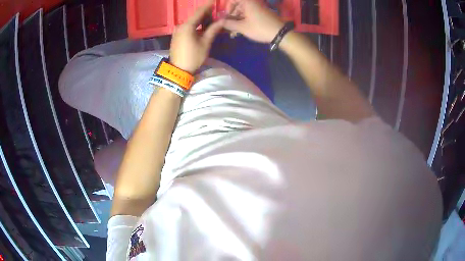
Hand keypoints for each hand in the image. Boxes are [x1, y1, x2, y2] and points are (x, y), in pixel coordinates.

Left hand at [169, 0, 223, 73]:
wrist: (178, 70)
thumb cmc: (193, 56)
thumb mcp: (205, 43)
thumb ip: (213, 30)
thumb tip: (222, 20)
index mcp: (187, 26)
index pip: (199, 11)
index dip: (208, 5)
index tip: (214, 0)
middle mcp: (180, 26)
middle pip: (195, 16)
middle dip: (206, 13)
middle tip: (216, 12)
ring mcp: (177, 31)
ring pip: (191, 22)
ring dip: (201, 20)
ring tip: (212, 20)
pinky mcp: (177, 36)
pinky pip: (188, 27)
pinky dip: (196, 25)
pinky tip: (202, 27)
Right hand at [223, 0, 284, 42]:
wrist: (280, 33)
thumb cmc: (260, 28)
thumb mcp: (243, 27)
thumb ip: (229, 24)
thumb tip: (219, 22)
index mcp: (248, 2)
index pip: (233, 0)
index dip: (228, 6)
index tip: (227, 15)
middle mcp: (253, 2)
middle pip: (238, 5)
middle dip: (232, 15)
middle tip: (230, 25)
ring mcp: (258, 8)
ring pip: (244, 11)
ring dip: (238, 19)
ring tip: (235, 31)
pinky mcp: (262, 13)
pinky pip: (250, 14)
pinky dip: (244, 20)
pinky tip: (242, 29)